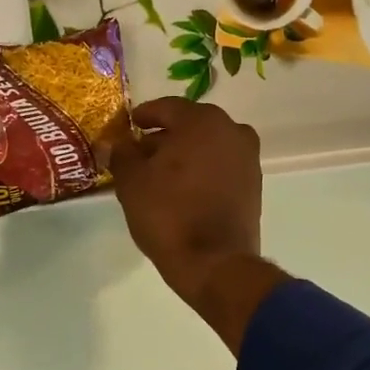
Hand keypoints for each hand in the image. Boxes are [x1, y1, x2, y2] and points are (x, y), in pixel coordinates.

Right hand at [109, 98, 284, 350]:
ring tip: (160, 174)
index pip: (167, 108)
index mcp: (202, 121)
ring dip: (185, 154)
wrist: (214, 262)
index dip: (144, 116)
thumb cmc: (169, 214)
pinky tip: (183, 189)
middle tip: (141, 153)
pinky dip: (203, 170)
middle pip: (190, 125)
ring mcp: (248, 158)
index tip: (129, 126)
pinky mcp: (254, 185)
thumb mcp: (132, 182)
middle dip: (165, 136)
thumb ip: (122, 154)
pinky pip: (221, 166)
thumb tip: (115, 142)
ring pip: (208, 146)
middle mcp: (232, 131)